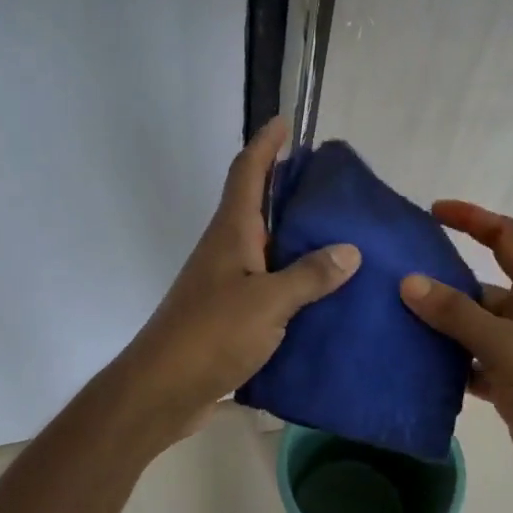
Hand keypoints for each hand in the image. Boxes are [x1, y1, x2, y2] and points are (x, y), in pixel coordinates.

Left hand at [118, 117, 358, 441]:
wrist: (162, 389)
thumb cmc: (211, 334)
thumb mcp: (268, 302)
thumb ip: (310, 275)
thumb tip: (350, 250)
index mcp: (231, 233)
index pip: (247, 173)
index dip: (265, 144)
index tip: (285, 123)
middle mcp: (225, 249)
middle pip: (256, 205)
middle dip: (287, 188)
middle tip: (331, 185)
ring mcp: (224, 282)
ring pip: (263, 245)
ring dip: (293, 235)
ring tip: (338, 234)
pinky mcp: (228, 313)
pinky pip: (266, 282)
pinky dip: (291, 277)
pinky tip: (320, 292)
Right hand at [399, 201, 512, 512]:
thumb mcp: (507, 347)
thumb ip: (457, 314)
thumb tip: (408, 281)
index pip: (506, 236)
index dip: (471, 218)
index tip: (431, 211)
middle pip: (479, 284)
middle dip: (439, 280)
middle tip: (389, 278)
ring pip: (470, 326)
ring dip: (437, 324)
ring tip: (388, 319)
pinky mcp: (510, 384)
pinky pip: (469, 362)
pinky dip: (444, 362)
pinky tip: (410, 365)